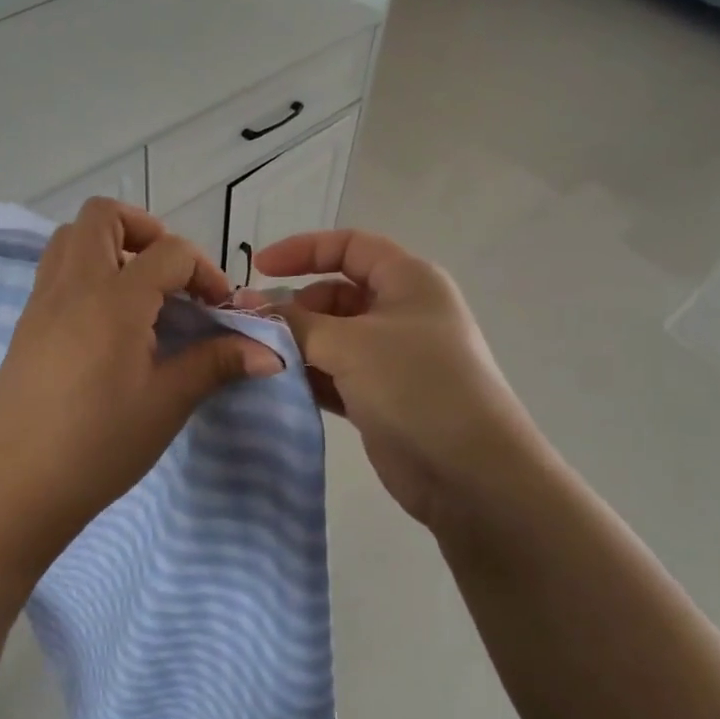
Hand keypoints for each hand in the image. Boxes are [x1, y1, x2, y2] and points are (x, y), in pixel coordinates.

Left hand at [0, 199, 282, 557]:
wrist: (22, 486)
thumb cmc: (101, 444)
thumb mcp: (167, 402)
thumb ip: (216, 363)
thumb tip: (270, 353)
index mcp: (113, 299)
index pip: (169, 252)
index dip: (205, 272)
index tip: (219, 309)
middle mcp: (72, 286)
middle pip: (103, 216)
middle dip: (146, 230)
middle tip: (170, 275)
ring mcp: (41, 303)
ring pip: (69, 238)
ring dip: (109, 246)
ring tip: (138, 292)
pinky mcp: (25, 325)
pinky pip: (54, 272)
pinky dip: (84, 273)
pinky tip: (106, 324)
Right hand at [246, 230, 534, 528]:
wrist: (470, 472)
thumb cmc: (415, 385)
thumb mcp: (350, 344)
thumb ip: (295, 323)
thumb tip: (249, 307)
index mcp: (408, 280)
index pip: (350, 246)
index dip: (303, 250)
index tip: (258, 269)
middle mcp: (402, 312)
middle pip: (336, 294)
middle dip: (295, 307)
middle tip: (253, 329)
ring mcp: (393, 358)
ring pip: (333, 338)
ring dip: (297, 346)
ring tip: (258, 358)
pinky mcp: (381, 397)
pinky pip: (335, 375)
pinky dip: (309, 377)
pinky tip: (277, 386)